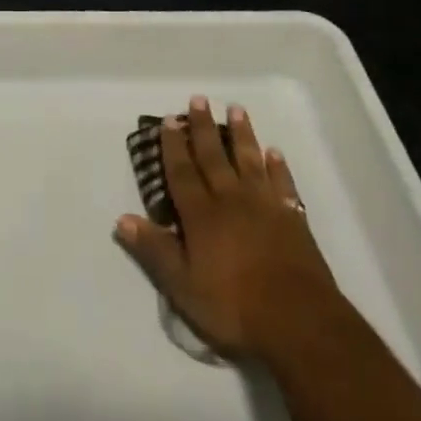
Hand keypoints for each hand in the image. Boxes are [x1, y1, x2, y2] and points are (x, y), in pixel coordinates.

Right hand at [116, 96, 346, 363]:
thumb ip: (154, 250)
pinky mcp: (292, 218)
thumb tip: (122, 219)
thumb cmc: (234, 307)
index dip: (173, 145)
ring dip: (242, 134)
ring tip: (236, 109)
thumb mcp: (183, 287)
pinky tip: (275, 152)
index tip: (169, 119)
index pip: (182, 172)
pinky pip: (282, 184)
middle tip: (199, 99)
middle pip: (214, 156)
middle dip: (204, 127)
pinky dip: (278, 166)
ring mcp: (264, 206)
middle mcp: (230, 200)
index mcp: (201, 215)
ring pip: (249, 160)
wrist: (299, 321)